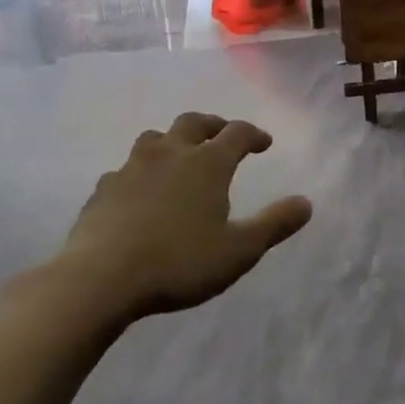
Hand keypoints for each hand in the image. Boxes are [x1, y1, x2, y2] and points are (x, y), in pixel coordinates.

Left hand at [43, 112, 312, 330]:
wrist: (98, 280)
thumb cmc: (178, 262)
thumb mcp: (238, 251)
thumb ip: (274, 224)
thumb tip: (306, 203)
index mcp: (207, 163)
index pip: (237, 133)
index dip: (254, 134)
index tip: (264, 143)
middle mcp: (171, 154)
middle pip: (194, 122)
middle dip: (212, 125)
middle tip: (222, 136)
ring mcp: (132, 168)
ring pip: (155, 139)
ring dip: (172, 142)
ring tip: (178, 158)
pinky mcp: (102, 190)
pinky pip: (124, 170)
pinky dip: (139, 173)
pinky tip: (138, 193)